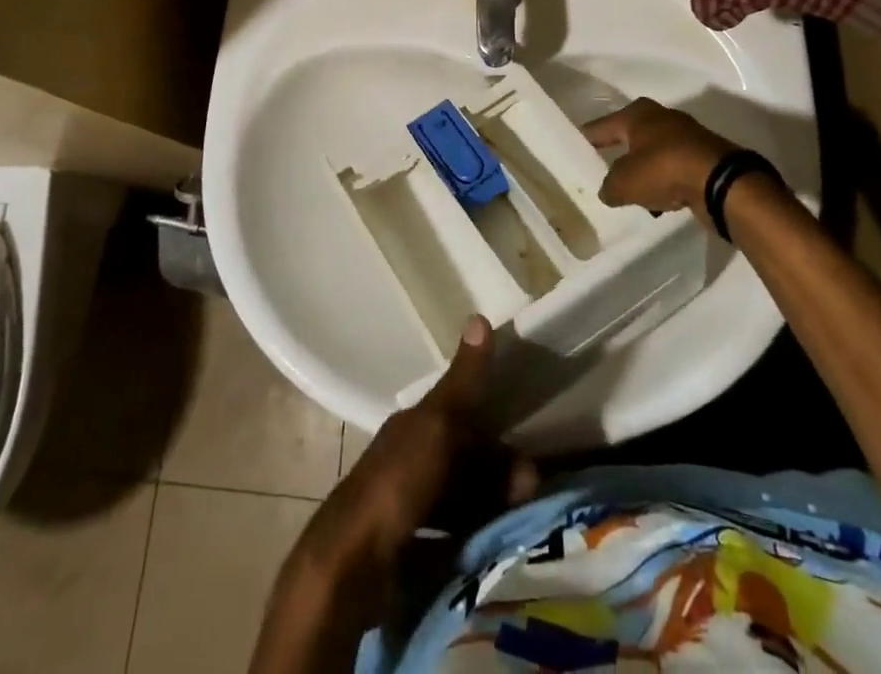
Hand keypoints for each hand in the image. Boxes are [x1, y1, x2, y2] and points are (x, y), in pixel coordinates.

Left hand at [293, 316, 536, 588]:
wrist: (351, 565)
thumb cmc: (398, 482)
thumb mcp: (437, 424)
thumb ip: (463, 380)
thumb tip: (479, 316)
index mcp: (413, 426)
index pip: (460, 417)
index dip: (495, 430)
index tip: (528, 453)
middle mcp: (409, 459)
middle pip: (464, 461)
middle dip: (499, 475)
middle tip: (529, 493)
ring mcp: (407, 507)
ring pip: (460, 499)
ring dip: (491, 507)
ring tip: (520, 522)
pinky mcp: (409, 550)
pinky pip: (451, 536)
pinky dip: (474, 538)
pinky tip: (493, 548)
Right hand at [584, 98, 734, 215]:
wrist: (722, 181)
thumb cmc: (663, 170)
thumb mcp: (624, 183)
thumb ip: (610, 186)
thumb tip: (607, 191)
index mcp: (637, 114)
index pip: (601, 126)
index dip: (586, 139)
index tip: (573, 148)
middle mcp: (660, 117)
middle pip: (630, 138)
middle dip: (618, 155)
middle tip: (602, 172)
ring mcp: (685, 135)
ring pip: (653, 155)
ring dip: (644, 172)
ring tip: (632, 194)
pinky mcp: (704, 156)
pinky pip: (673, 169)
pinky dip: (665, 182)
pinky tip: (661, 201)